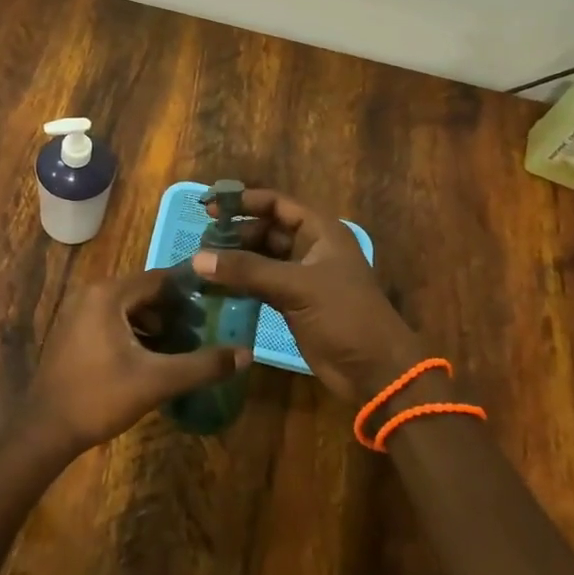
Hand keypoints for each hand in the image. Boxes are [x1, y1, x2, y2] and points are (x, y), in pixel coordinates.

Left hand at [26, 270, 252, 451]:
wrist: (45, 430)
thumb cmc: (100, 397)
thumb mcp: (157, 381)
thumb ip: (202, 365)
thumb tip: (246, 354)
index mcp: (108, 294)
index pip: (159, 279)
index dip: (190, 291)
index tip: (218, 304)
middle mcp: (91, 294)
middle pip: (144, 292)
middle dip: (175, 310)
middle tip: (205, 330)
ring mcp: (78, 312)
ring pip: (129, 309)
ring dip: (156, 324)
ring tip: (185, 346)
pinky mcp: (74, 332)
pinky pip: (113, 321)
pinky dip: (136, 333)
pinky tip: (154, 357)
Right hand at [193, 188, 425, 403]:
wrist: (375, 372)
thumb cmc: (345, 316)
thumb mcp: (297, 287)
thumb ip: (247, 270)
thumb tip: (198, 258)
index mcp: (320, 232)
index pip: (276, 204)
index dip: (244, 202)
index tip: (210, 207)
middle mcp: (310, 248)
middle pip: (266, 230)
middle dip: (235, 233)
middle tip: (201, 243)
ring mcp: (301, 277)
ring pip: (261, 259)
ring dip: (235, 260)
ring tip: (202, 264)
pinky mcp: (293, 304)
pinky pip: (260, 284)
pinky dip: (240, 283)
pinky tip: (216, 287)